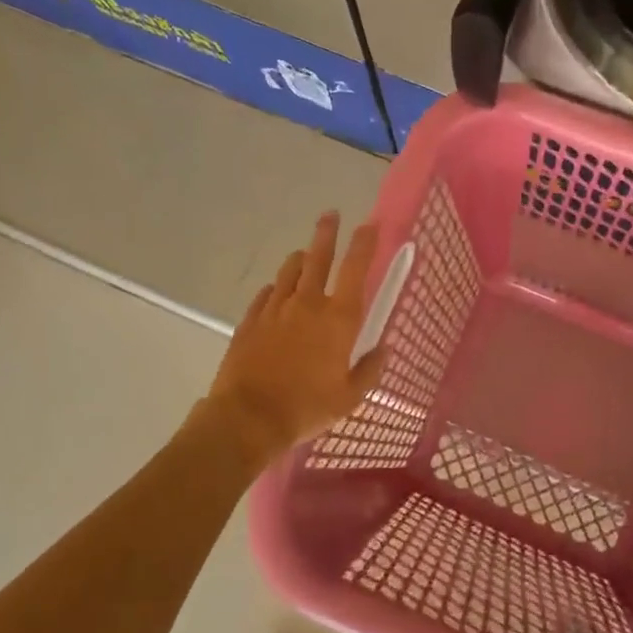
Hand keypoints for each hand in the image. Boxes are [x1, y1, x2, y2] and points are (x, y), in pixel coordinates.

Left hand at [205, 212, 383, 453]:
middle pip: (318, 257)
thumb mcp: (350, 397)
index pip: (355, 268)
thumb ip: (370, 369)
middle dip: (327, 233)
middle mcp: (307, 304)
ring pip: (290, 270)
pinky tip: (276, 293)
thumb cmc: (306, 408)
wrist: (247, 418)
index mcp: (338, 319)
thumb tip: (384, 349)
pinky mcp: (250, 320)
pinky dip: (276, 288)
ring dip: (301, 259)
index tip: (370, 224)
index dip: (364, 243)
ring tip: (305, 255)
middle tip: (330, 214)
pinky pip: (266, 294)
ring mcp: (275, 309)